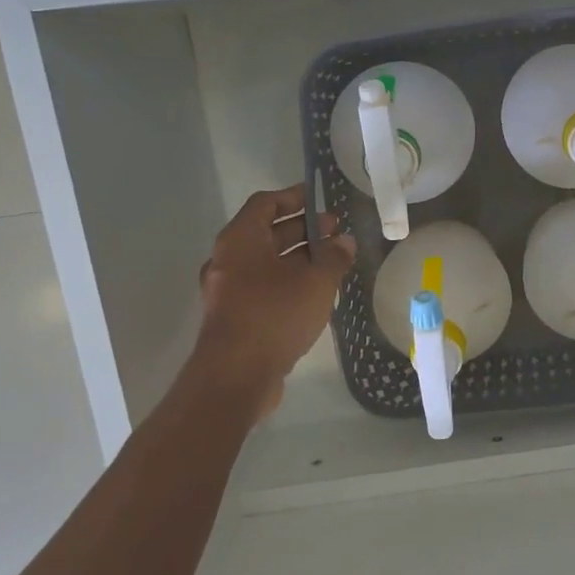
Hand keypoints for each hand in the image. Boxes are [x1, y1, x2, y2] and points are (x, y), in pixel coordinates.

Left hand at [191, 184, 355, 418]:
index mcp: (240, 240)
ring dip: (299, 258)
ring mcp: (229, 290)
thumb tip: (345, 242)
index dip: (293, 198)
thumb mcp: (316, 281)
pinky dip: (288, 281)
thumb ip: (334, 257)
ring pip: (267, 263)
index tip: (319, 199)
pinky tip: (316, 292)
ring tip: (333, 261)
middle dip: (303, 229)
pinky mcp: (235, 317)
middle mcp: (228, 260)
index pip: (266, 204)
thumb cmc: (274, 315)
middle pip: (267, 233)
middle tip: (336, 231)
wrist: (236, 377)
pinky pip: (264, 287)